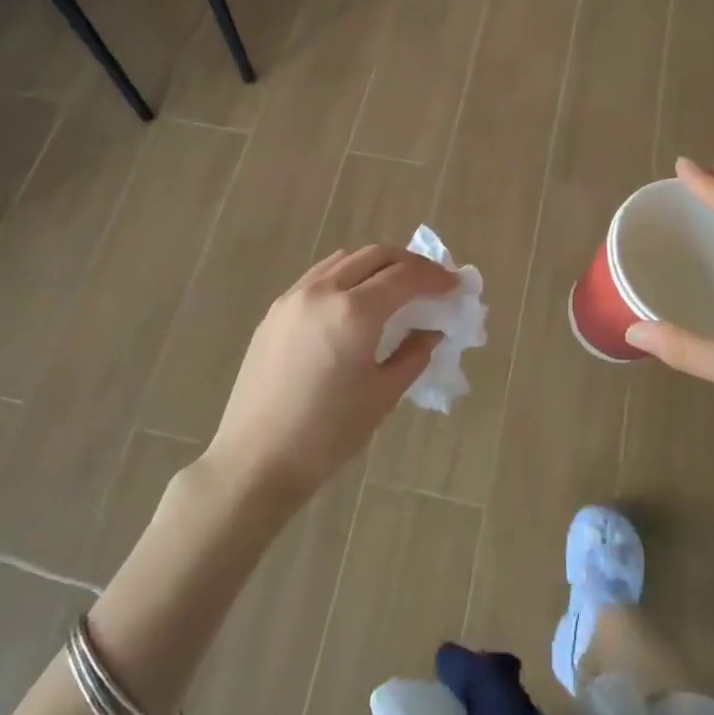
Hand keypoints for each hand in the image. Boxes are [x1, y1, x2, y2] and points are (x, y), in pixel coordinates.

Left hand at [206, 245, 457, 503]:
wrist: (257, 458)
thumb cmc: (328, 433)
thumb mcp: (383, 395)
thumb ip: (413, 354)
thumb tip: (432, 330)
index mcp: (354, 312)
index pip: (404, 276)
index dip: (435, 278)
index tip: (456, 286)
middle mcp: (323, 291)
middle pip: (375, 256)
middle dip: (409, 263)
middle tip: (432, 281)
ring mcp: (293, 297)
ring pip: (344, 260)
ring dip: (377, 264)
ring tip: (397, 286)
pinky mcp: (275, 311)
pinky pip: (319, 276)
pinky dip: (347, 276)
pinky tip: (356, 300)